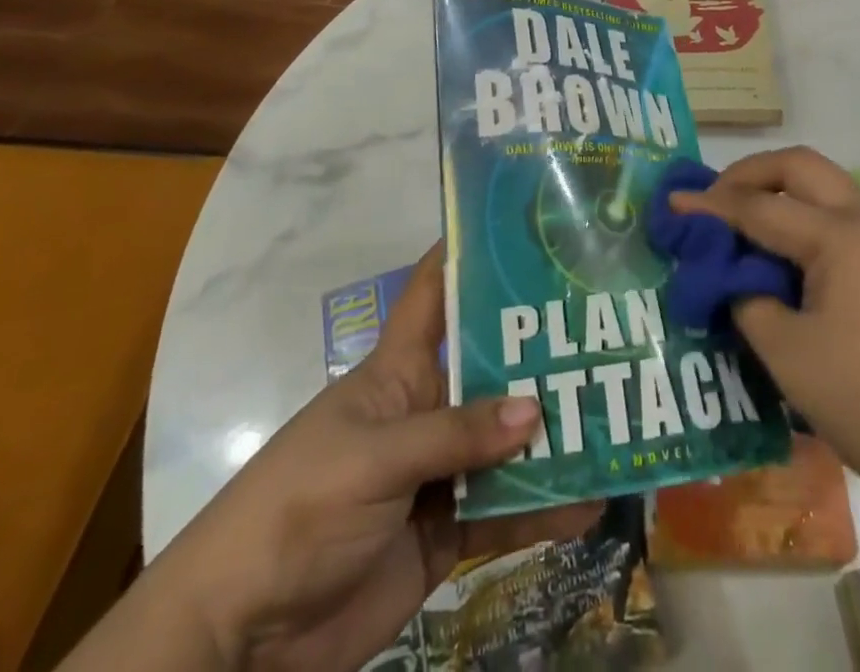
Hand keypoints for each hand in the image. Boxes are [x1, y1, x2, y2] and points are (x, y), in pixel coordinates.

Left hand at [154, 245, 599, 670]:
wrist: (244, 635)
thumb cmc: (298, 509)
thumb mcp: (374, 458)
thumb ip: (455, 435)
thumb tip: (536, 409)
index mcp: (397, 370)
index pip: (432, 293)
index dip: (466, 254)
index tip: (519, 228)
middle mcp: (425, 409)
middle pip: (490, 369)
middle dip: (540, 354)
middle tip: (606, 334)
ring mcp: (438, 471)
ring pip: (506, 442)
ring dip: (553, 436)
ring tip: (615, 420)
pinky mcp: (447, 530)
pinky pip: (505, 510)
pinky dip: (544, 509)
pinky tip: (590, 501)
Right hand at [671, 147, 859, 490]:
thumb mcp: (790, 355)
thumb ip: (749, 302)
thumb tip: (735, 281)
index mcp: (841, 234)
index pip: (760, 206)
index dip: (710, 206)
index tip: (672, 204)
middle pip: (801, 166)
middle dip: (751, 173)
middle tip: (715, 200)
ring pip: (829, 189)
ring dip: (784, 194)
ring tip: (748, 227)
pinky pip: (849, 221)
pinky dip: (811, 222)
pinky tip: (794, 261)